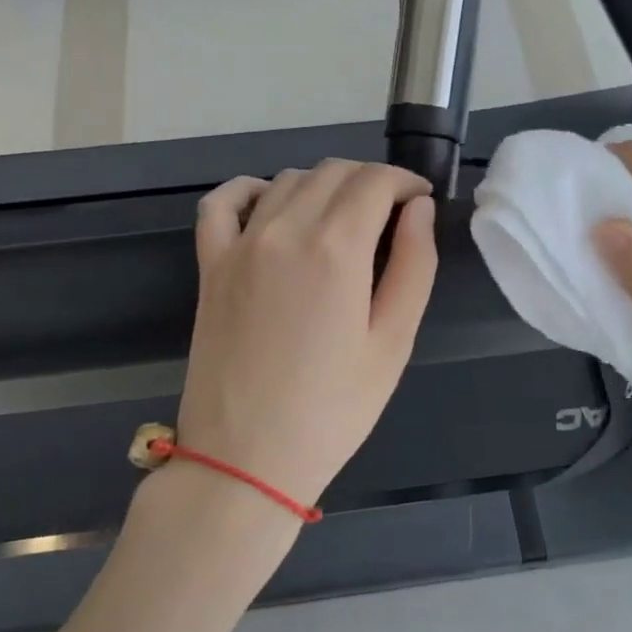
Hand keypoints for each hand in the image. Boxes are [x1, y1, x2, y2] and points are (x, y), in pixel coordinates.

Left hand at [177, 160, 438, 506]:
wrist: (246, 458)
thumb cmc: (333, 409)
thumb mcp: (393, 342)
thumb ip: (413, 265)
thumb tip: (418, 209)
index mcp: (336, 248)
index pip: (375, 181)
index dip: (405, 182)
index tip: (420, 200)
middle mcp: (285, 230)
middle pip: (333, 172)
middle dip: (370, 181)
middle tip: (391, 214)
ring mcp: (240, 245)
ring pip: (287, 180)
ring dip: (324, 185)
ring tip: (344, 219)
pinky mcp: (210, 265)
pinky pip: (222, 202)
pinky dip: (251, 189)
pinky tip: (271, 205)